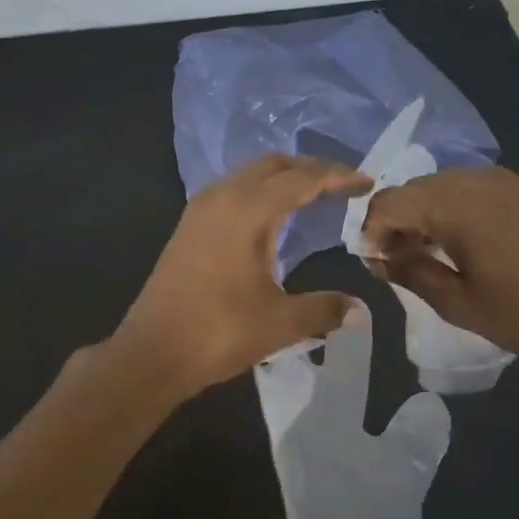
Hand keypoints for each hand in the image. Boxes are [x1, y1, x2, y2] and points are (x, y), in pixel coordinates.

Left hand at [115, 155, 371, 398]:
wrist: (151, 353)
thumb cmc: (218, 332)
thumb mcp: (280, 323)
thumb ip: (324, 309)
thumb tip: (359, 311)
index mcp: (247, 210)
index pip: (302, 179)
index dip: (337, 177)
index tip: (367, 184)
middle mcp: (221, 198)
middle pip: (273, 166)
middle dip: (310, 170)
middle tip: (342, 186)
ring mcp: (199, 211)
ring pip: (248, 176)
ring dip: (282, 179)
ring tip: (312, 197)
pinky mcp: (188, 228)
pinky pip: (232, 192)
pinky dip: (259, 193)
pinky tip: (272, 219)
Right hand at [359, 166, 518, 371]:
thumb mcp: (459, 304)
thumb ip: (412, 274)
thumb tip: (379, 259)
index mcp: (456, 205)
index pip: (389, 201)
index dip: (371, 230)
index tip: (373, 262)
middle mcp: (478, 181)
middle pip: (415, 189)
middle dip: (396, 221)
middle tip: (396, 260)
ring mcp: (508, 181)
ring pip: (444, 185)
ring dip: (426, 213)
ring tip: (430, 253)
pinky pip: (475, 188)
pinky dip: (456, 209)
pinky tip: (466, 243)